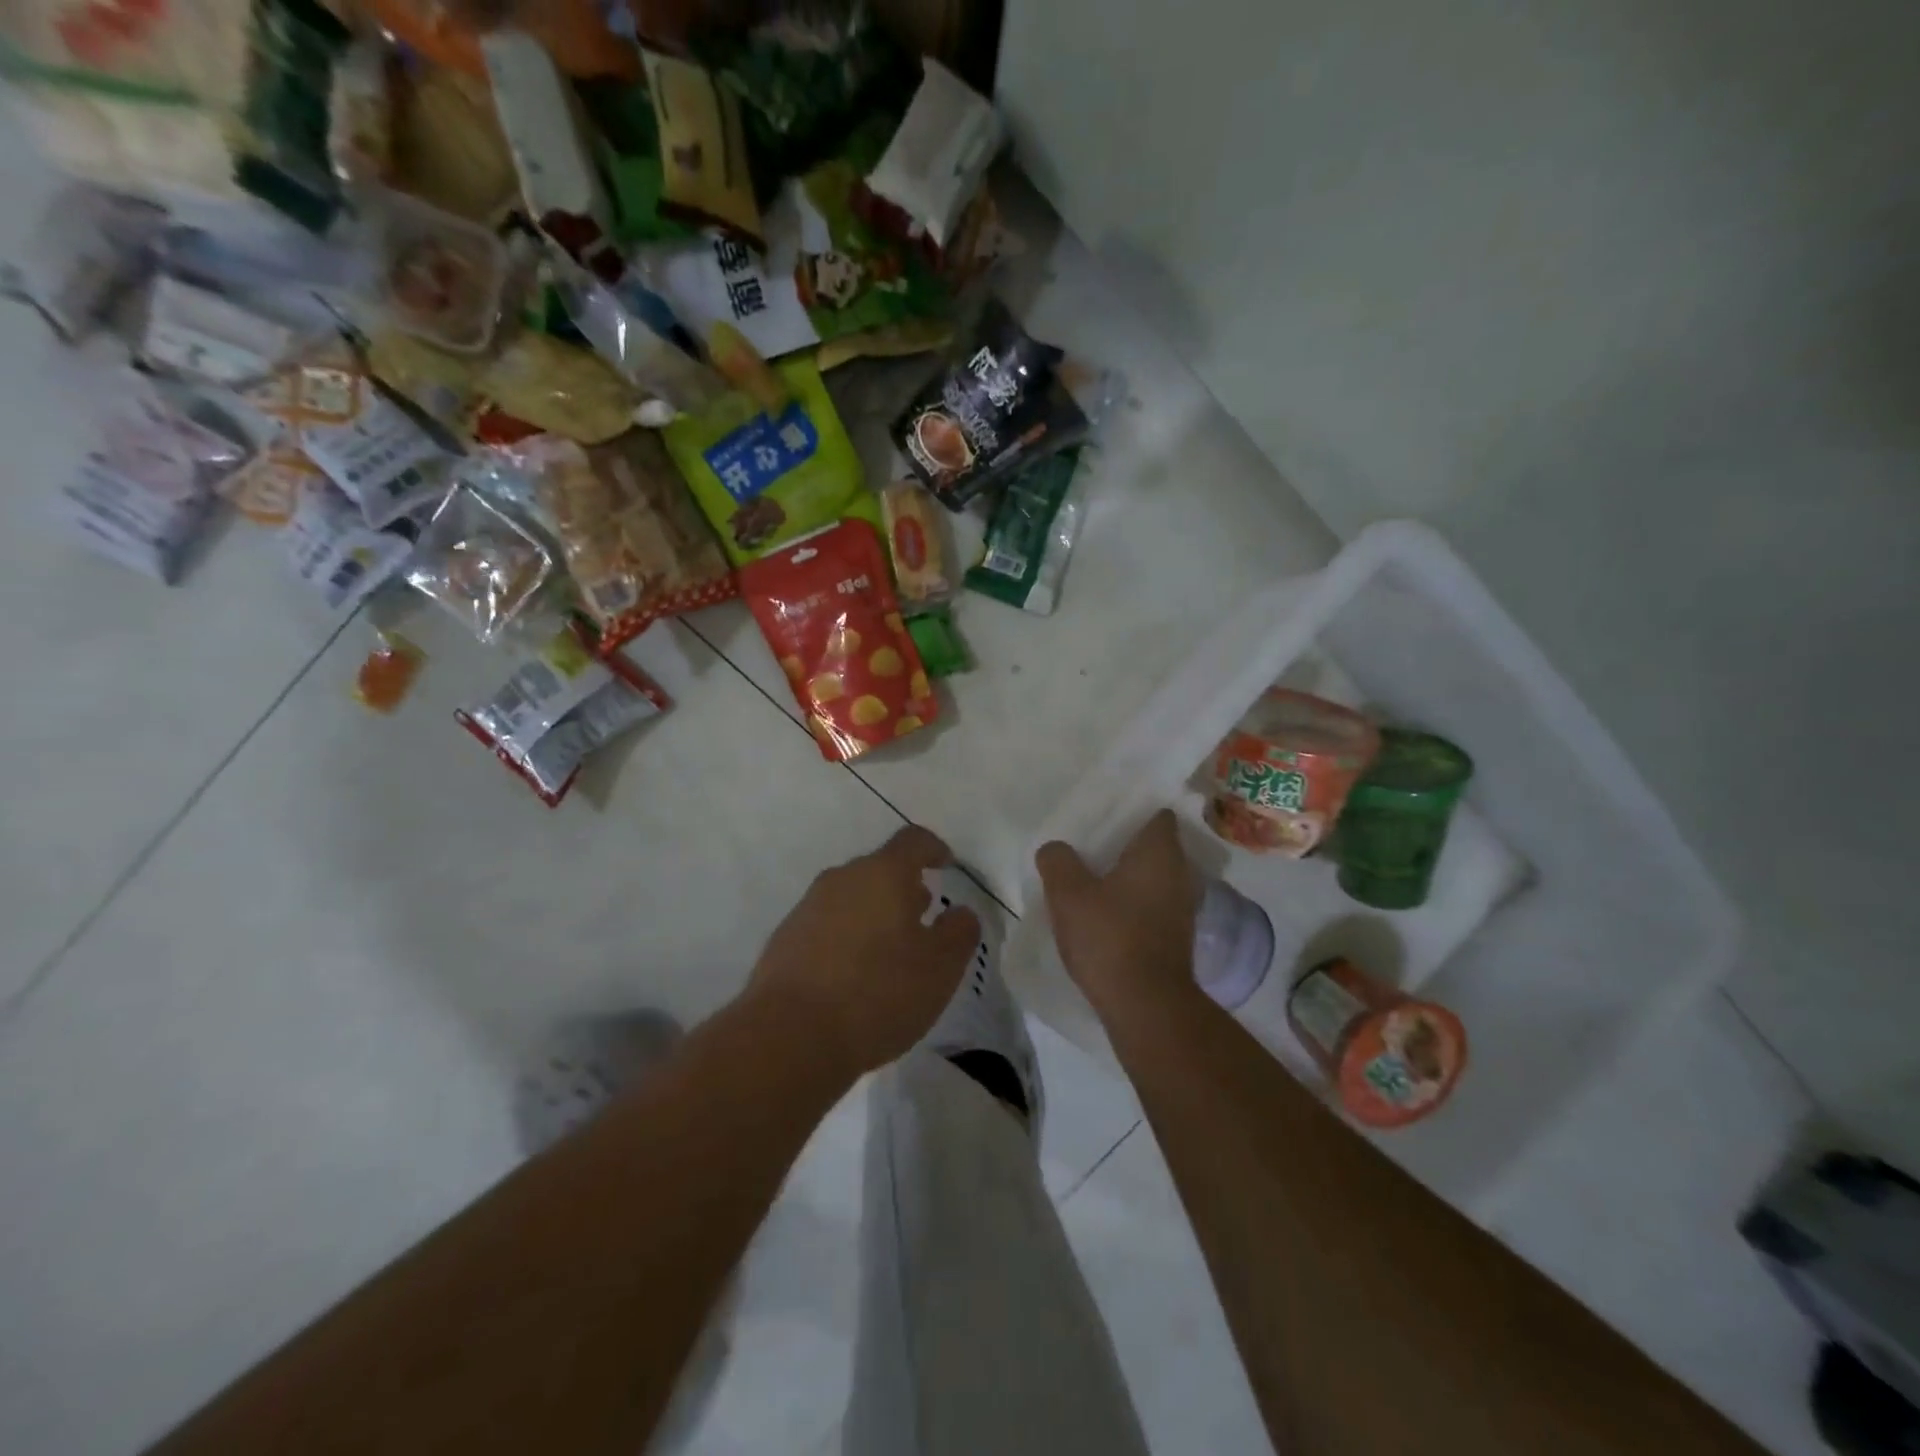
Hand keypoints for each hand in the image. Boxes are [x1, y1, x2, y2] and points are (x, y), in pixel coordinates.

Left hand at [749, 825, 980, 1077]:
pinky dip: (846, 939)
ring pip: (851, 898)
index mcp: (883, 873)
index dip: (933, 848)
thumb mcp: (940, 968)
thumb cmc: (878, 992)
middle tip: (922, 917)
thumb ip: (959, 933)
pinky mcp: (784, 940)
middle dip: (903, 888)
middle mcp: (842, 879)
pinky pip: (826, 927)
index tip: (946, 864)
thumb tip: (960, 913)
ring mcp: (808, 908)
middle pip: (878, 869)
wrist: (789, 1036)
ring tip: (890, 951)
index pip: (913, 841)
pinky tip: (854, 976)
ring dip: (874, 915)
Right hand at [1036, 810, 1199, 1007]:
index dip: (1133, 811)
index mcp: (1159, 852)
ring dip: (1129, 879)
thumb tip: (1055, 849)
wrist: (1145, 1005)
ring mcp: (1182, 908)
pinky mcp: (1177, 938)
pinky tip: (1106, 917)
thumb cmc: (1109, 937)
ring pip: (1154, 879)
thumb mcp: (1068, 894)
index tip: (1106, 816)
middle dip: (1125, 847)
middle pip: (1154, 847)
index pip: (1157, 815)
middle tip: (1090, 848)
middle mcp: (1180, 874)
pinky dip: (1134, 906)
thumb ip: (1058, 862)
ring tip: (1093, 882)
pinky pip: (1153, 906)